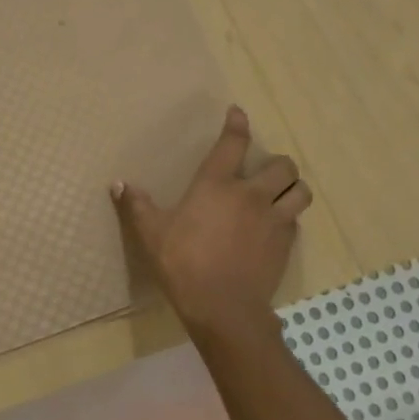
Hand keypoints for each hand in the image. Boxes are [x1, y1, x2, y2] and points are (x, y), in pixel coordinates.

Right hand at [111, 105, 309, 341]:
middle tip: (265, 170)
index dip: (237, 124)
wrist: (223, 307)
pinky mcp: (286, 245)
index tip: (238, 113)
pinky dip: (289, 217)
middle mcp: (251, 195)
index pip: (233, 143)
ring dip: (293, 187)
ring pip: (300, 191)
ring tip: (282, 193)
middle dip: (278, 163)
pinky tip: (276, 226)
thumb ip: (136, 206)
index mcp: (216, 185)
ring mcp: (273, 220)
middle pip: (282, 166)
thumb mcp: (151, 234)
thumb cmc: (183, 263)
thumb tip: (118, 184)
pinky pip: (296, 221)